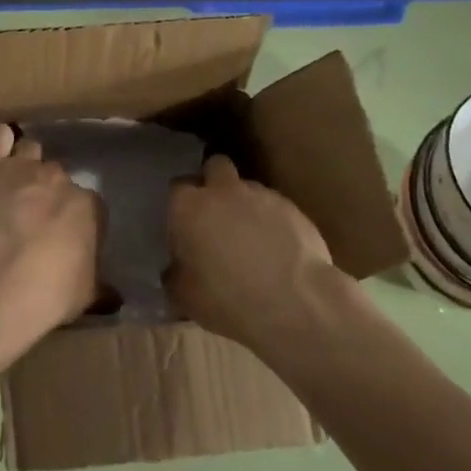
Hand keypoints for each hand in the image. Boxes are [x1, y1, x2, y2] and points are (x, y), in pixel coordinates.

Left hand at [0, 123, 103, 351]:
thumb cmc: (48, 294)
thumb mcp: (85, 294)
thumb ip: (97, 282)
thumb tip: (112, 293)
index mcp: (88, 206)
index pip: (89, 204)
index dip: (75, 219)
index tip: (64, 237)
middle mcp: (58, 179)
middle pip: (57, 176)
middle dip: (48, 192)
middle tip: (34, 218)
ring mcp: (22, 168)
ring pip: (29, 151)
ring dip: (25, 165)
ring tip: (12, 187)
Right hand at [166, 155, 346, 352]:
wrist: (294, 304)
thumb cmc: (227, 299)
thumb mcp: (184, 296)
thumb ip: (175, 274)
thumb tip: (176, 269)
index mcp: (189, 207)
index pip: (177, 187)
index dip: (181, 204)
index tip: (184, 225)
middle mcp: (224, 191)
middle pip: (215, 166)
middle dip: (214, 182)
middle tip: (215, 214)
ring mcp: (263, 197)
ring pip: (248, 187)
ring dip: (245, 204)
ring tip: (251, 238)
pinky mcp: (295, 209)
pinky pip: (276, 208)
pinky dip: (273, 222)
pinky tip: (277, 250)